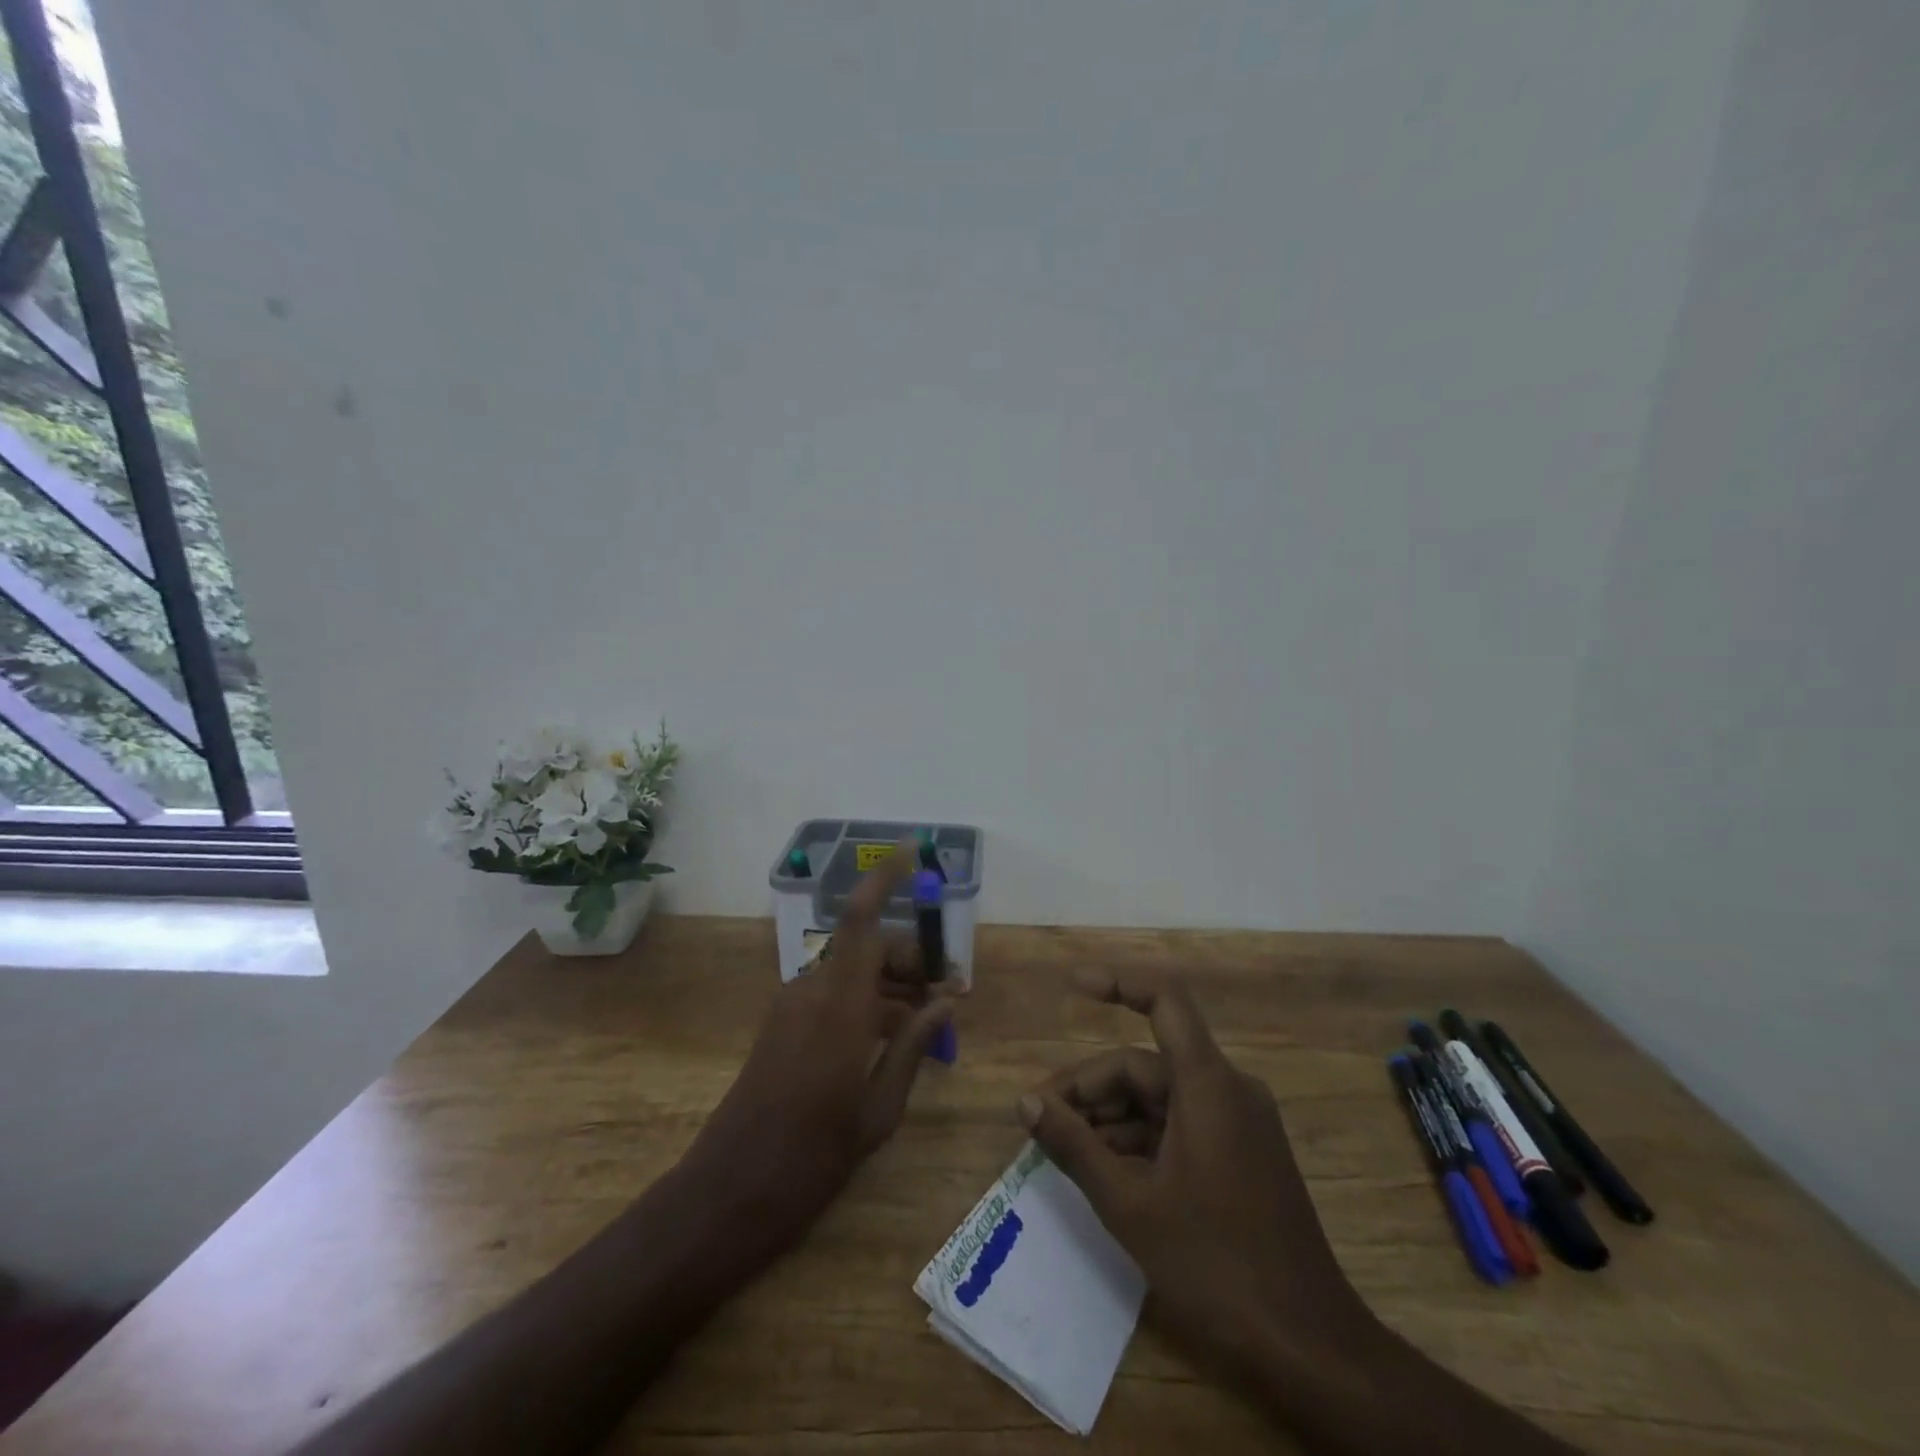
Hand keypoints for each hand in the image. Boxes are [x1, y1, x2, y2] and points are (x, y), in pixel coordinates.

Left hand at [680, 842, 952, 1255]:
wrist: (726, 1194)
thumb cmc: (810, 1160)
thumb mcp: (877, 1111)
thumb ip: (912, 1046)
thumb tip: (946, 999)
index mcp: (838, 1007)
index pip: (861, 920)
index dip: (885, 878)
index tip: (912, 851)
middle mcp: (812, 991)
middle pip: (868, 945)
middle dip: (912, 955)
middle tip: (949, 991)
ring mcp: (793, 1006)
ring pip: (853, 968)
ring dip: (892, 980)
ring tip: (930, 1017)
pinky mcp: (783, 1024)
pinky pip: (834, 992)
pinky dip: (868, 999)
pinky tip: (894, 1035)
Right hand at [1018, 968, 1378, 1381]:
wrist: (1309, 1345)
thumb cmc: (1216, 1265)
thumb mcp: (1130, 1205)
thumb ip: (1074, 1146)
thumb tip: (1024, 1101)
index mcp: (1208, 1084)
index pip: (1164, 1001)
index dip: (1118, 983)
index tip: (1073, 986)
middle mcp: (1227, 1089)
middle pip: (1145, 1064)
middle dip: (1089, 1086)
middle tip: (1041, 1118)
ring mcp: (1238, 1122)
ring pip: (1159, 1097)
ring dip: (1109, 1115)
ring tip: (1061, 1146)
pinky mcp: (1240, 1152)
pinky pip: (1179, 1124)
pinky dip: (1138, 1136)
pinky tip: (1102, 1166)